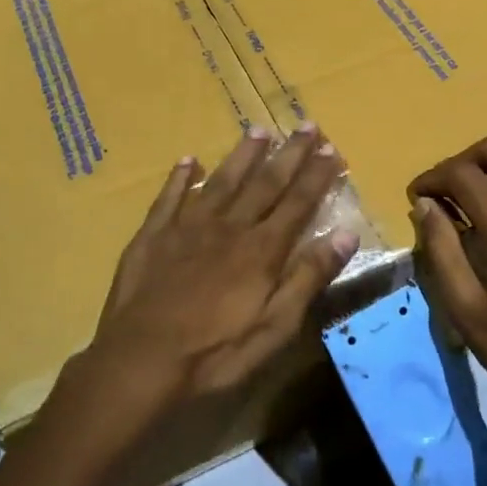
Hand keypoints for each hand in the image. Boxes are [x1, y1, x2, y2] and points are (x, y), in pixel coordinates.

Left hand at [78, 124, 357, 430]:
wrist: (140, 361)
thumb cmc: (215, 353)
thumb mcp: (275, 327)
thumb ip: (309, 277)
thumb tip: (346, 234)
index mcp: (261, 249)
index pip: (297, 202)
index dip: (316, 175)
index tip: (332, 149)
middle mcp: (228, 227)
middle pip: (265, 183)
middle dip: (290, 154)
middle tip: (307, 125)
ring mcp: (187, 227)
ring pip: (222, 181)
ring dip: (243, 155)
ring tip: (259, 130)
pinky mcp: (153, 235)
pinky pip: (170, 197)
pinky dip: (181, 177)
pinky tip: (190, 161)